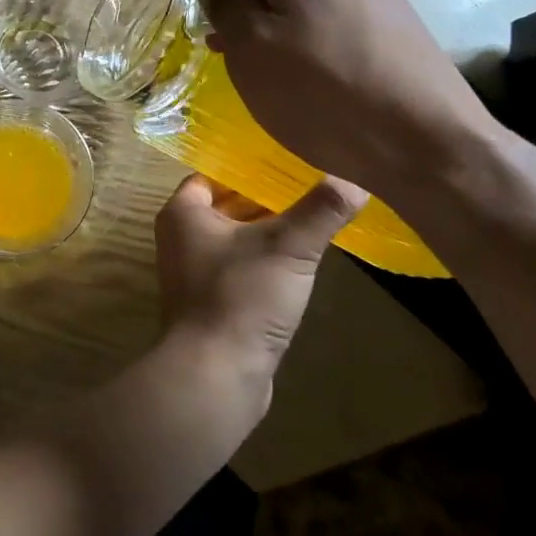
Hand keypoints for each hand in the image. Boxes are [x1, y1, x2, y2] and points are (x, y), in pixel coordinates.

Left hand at [154, 174, 367, 367]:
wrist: (217, 374)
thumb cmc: (242, 297)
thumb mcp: (288, 247)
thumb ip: (320, 211)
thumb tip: (355, 180)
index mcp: (183, 213)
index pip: (214, 174)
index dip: (249, 167)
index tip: (288, 161)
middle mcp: (180, 237)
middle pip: (226, 205)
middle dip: (265, 199)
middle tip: (310, 186)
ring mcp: (192, 272)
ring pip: (235, 238)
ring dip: (268, 231)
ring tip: (313, 218)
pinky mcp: (210, 302)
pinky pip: (238, 268)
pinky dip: (264, 261)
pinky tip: (299, 263)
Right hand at [196, 0, 501, 192]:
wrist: (428, 145)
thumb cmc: (321, 96)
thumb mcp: (250, 49)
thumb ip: (225, 4)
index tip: (225, 44)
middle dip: (258, 19)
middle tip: (251, 70)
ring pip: (314, 7)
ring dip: (290, 36)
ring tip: (289, 84)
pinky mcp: (406, 28)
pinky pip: (345, 27)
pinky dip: (325, 50)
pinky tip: (329, 88)